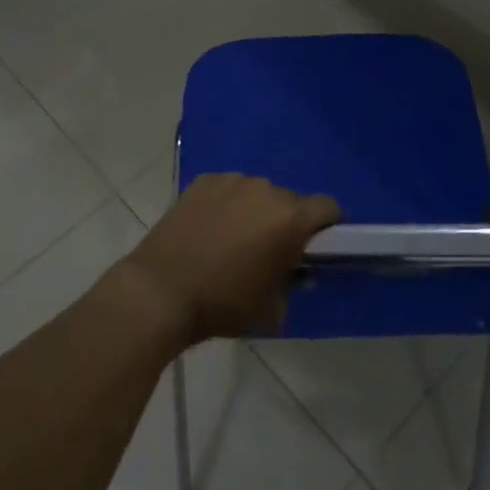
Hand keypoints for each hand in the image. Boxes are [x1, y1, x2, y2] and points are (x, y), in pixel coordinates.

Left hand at [118, 174, 341, 346]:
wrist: (161, 291)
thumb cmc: (223, 304)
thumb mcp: (273, 308)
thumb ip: (293, 283)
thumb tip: (293, 271)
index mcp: (291, 218)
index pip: (328, 207)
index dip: (328, 226)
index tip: (316, 246)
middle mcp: (266, 189)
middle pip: (290, 200)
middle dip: (287, 222)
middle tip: (269, 251)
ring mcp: (232, 181)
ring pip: (258, 193)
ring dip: (256, 211)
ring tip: (233, 239)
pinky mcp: (204, 181)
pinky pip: (229, 189)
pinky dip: (227, 204)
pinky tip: (209, 228)